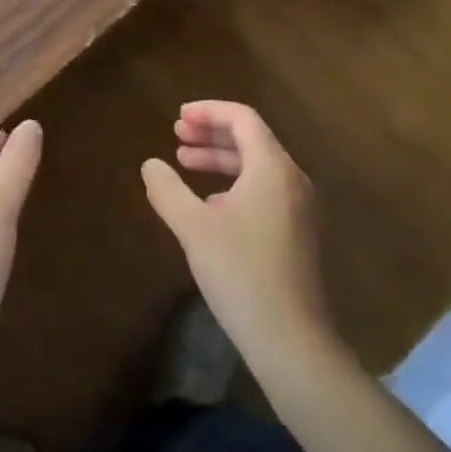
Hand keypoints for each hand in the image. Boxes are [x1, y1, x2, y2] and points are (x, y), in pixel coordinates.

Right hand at [141, 101, 335, 366]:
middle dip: (211, 133)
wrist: (292, 341)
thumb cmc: (241, 273)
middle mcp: (292, 179)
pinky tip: (210, 204)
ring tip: (184, 164)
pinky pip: (265, 190)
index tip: (178, 117)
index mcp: (273, 168)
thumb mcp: (194, 228)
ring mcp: (300, 208)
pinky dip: (235, 183)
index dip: (208, 111)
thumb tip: (150, 164)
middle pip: (251, 139)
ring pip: (257, 166)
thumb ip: (168, 190)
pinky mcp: (298, 233)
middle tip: (177, 136)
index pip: (242, 118)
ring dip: (221, 159)